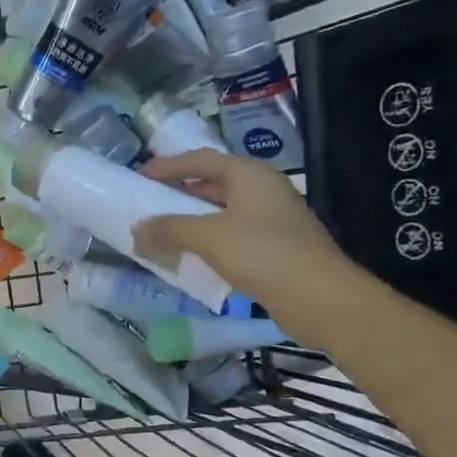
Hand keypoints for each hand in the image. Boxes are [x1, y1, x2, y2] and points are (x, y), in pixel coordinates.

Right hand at [132, 150, 358, 336]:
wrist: (320, 297)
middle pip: (214, 183)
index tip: (141, 176)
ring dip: (193, 220)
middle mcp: (264, 189)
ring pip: (223, 211)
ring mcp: (273, 218)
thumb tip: (137, 230)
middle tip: (150, 205)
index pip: (202, 159)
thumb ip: (169, 230)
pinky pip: (233, 235)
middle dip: (180, 194)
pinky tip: (192, 256)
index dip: (169, 166)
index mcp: (250, 175)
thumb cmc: (263, 254)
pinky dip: (209, 240)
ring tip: (164, 232)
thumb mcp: (208, 237)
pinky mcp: (276, 246)